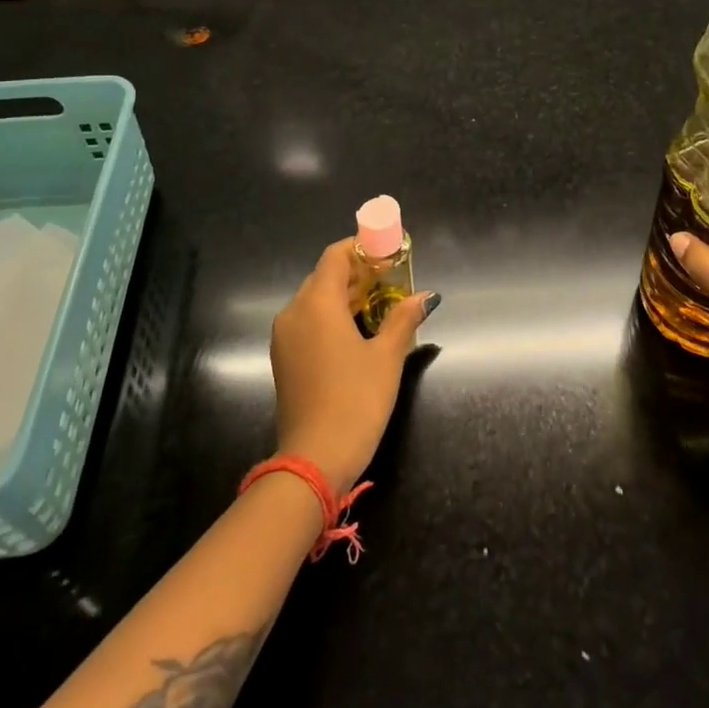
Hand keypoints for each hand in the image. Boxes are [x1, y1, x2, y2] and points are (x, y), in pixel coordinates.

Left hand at [269, 238, 437, 492]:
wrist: (315, 460)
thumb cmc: (356, 400)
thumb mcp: (387, 357)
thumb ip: (404, 319)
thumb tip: (425, 296)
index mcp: (317, 303)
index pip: (335, 256)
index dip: (361, 248)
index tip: (388, 253)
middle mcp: (294, 312)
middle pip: (324, 276)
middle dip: (356, 273)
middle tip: (390, 279)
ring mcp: (284, 337)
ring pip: (314, 300)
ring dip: (344, 296)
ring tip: (378, 304)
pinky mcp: (283, 359)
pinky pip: (307, 322)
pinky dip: (330, 317)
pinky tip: (356, 331)